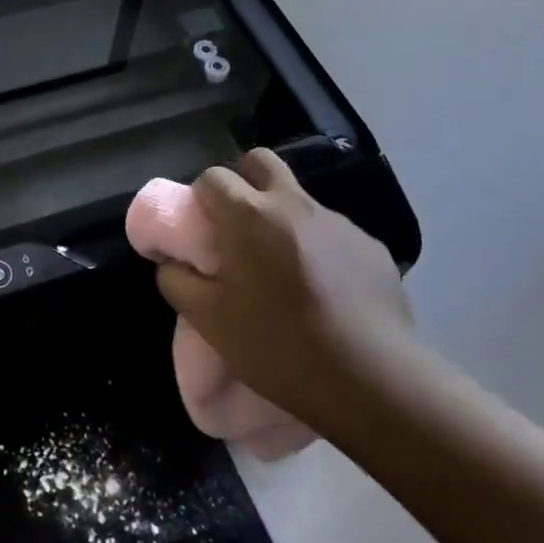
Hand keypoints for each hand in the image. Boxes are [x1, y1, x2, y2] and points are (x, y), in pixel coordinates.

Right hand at [155, 148, 418, 428]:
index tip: (200, 230)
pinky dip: (318, 248)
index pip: (213, 177)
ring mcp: (339, 223)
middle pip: (260, 162)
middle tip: (236, 226)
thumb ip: (177, 282)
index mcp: (250, 216)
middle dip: (242, 182)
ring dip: (281, 219)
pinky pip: (332, 233)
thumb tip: (172, 263)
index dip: (200, 198)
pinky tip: (323, 292)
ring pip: (299, 199)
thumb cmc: (278, 345)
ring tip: (283, 271)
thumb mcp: (209, 321)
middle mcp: (295, 204)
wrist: (371, 380)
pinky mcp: (371, 247)